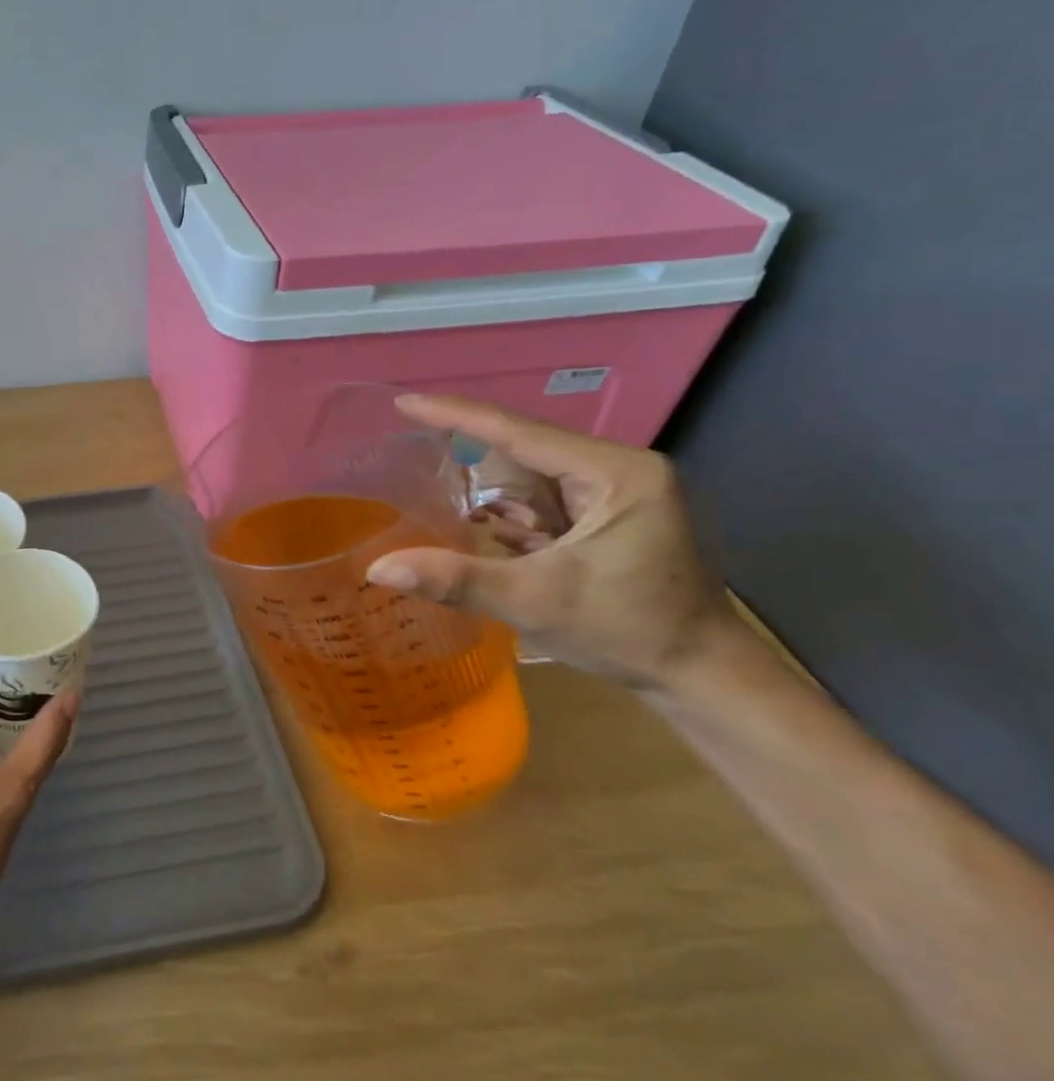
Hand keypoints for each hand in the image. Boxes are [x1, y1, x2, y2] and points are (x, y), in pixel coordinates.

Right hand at [366, 395, 739, 689]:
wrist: (703, 677)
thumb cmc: (628, 631)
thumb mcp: (534, 602)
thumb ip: (455, 579)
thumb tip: (378, 568)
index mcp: (615, 473)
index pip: (519, 432)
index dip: (457, 415)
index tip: (404, 402)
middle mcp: (620, 470)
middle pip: (525, 453)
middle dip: (474, 464)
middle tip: (412, 457)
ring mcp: (619, 493)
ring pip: (534, 479)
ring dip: (495, 498)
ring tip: (445, 500)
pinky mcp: (613, 516)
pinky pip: (547, 501)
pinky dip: (515, 517)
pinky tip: (492, 535)